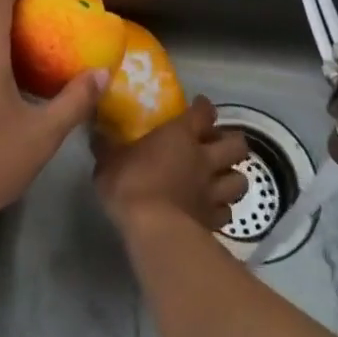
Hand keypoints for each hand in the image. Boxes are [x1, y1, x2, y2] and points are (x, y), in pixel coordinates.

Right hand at [94, 96, 249, 232]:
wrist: (153, 230)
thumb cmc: (130, 184)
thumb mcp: (108, 161)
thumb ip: (107, 146)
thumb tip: (97, 133)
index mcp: (181, 136)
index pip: (204, 113)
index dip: (204, 108)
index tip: (199, 106)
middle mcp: (204, 159)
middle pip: (236, 145)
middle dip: (231, 142)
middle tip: (216, 144)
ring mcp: (213, 192)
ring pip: (240, 180)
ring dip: (233, 177)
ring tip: (221, 178)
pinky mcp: (214, 221)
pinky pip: (227, 212)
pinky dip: (222, 209)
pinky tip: (211, 210)